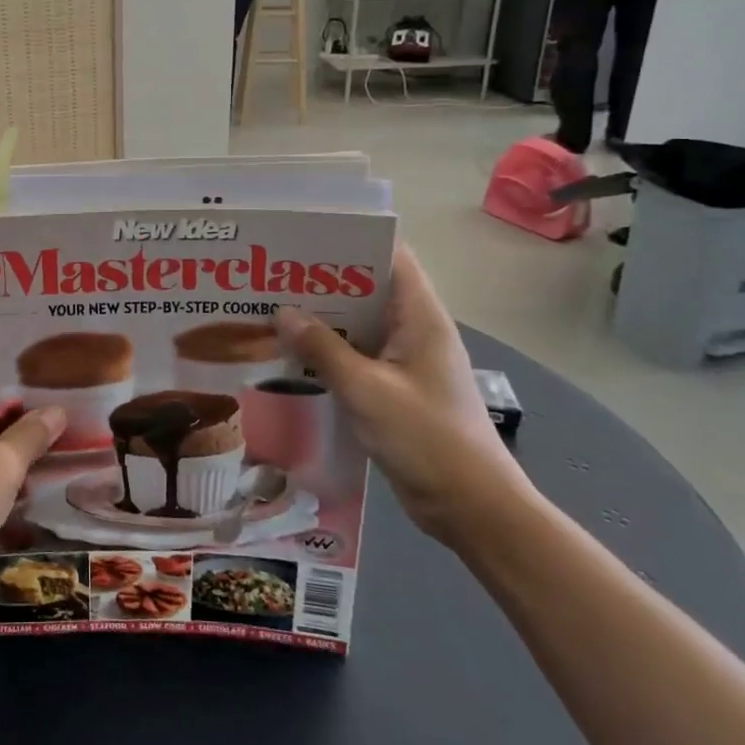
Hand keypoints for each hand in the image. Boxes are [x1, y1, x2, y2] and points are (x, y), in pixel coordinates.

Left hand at [0, 333, 64, 620]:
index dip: (2, 338)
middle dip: (20, 381)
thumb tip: (58, 411)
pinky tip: (43, 455)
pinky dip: (7, 449)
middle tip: (64, 375)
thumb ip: (32, 433)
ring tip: (63, 411)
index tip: (42, 338)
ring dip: (17, 419)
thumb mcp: (1, 465)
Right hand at [274, 246, 528, 543]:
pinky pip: (356, 359)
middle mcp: (414, 331)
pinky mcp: (395, 391)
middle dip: (323, 281)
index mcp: (419, 318)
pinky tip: (291, 357)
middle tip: (273, 275)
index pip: (391, 258)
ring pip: (358, 327)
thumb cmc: (427, 438)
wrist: (472, 508)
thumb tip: (282, 313)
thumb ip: (323, 349)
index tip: (305, 236)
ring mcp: (405, 363)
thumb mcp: (367, 390)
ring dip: (321, 320)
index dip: (352, 240)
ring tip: (271, 310)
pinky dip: (327, 354)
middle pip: (367, 290)